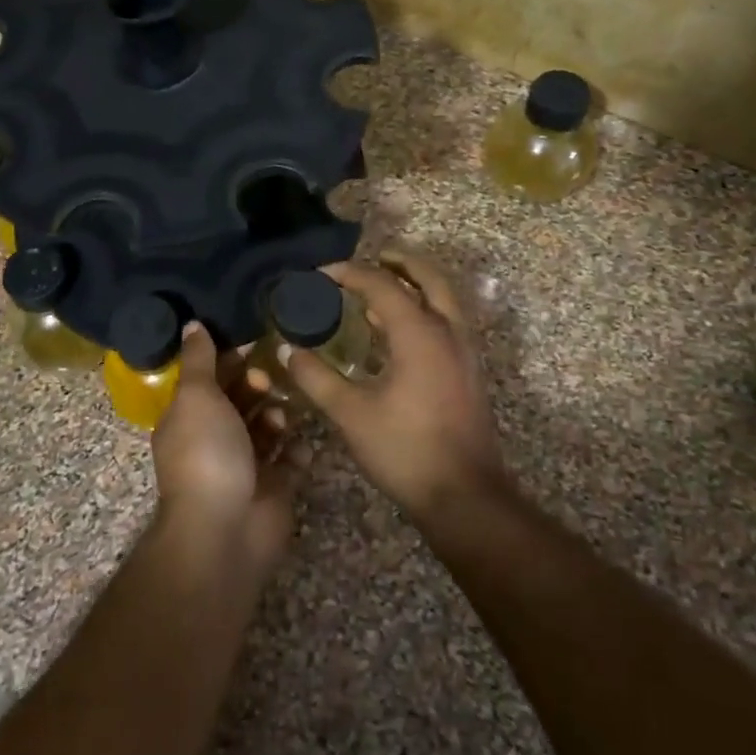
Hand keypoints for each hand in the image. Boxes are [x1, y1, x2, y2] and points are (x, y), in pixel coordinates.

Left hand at [151, 324, 300, 579]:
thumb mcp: (197, 396)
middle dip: (255, 387)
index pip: (210, 380)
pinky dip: (298, 451)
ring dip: (277, 416)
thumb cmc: (207, 454)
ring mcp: (246, 466)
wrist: (225, 529)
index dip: (229, 360)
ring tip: (280, 418)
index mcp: (189, 418)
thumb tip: (192, 324)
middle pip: (241, 402)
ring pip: (267, 429)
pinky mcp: (274, 488)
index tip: (254, 342)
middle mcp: (215, 440)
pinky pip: (291, 461)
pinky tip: (303, 443)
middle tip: (267, 381)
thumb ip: (199, 360)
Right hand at [282, 250, 507, 524]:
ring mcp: (464, 352)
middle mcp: (448, 332)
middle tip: (371, 258)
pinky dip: (424, 310)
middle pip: (429, 278)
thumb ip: (316, 378)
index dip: (349, 274)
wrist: (464, 496)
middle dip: (400, 262)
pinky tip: (396, 333)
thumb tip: (287, 351)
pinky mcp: (468, 372)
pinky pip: (447, 322)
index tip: (320, 275)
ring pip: (444, 299)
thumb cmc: (405, 450)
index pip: (382, 285)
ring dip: (415, 285)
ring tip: (380, 290)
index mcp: (419, 333)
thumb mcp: (351, 413)